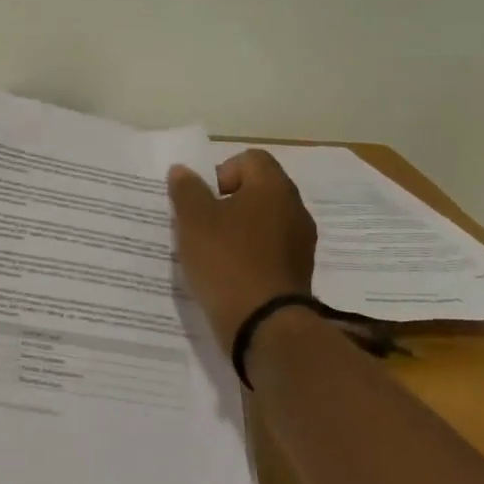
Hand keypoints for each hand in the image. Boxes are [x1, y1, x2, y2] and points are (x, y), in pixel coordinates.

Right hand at [168, 149, 317, 354]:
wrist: (263, 325)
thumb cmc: (226, 260)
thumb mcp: (193, 219)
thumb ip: (186, 189)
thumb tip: (183, 171)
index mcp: (274, 188)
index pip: (250, 159)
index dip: (221, 171)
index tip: (203, 199)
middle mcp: (294, 209)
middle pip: (257, 190)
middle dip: (226, 203)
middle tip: (200, 224)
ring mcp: (300, 243)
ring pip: (262, 222)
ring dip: (237, 230)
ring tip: (210, 251)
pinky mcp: (296, 272)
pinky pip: (268, 250)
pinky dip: (248, 255)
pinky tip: (227, 273)